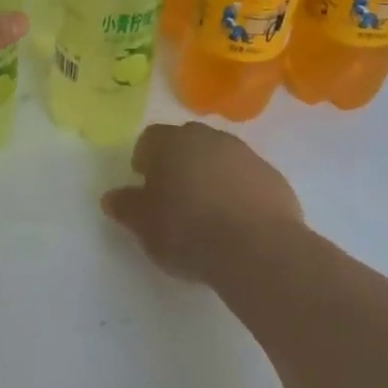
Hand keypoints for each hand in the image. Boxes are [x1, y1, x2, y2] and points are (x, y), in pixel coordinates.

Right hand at [102, 122, 304, 286]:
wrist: (257, 249)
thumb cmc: (187, 230)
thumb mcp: (143, 225)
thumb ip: (125, 206)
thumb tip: (112, 198)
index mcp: (172, 143)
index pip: (150, 138)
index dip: (144, 158)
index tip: (143, 183)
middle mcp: (210, 139)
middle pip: (187, 142)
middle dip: (178, 162)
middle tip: (173, 194)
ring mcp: (246, 156)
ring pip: (220, 158)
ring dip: (210, 175)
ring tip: (206, 210)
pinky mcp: (275, 179)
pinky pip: (247, 179)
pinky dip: (238, 192)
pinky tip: (235, 222)